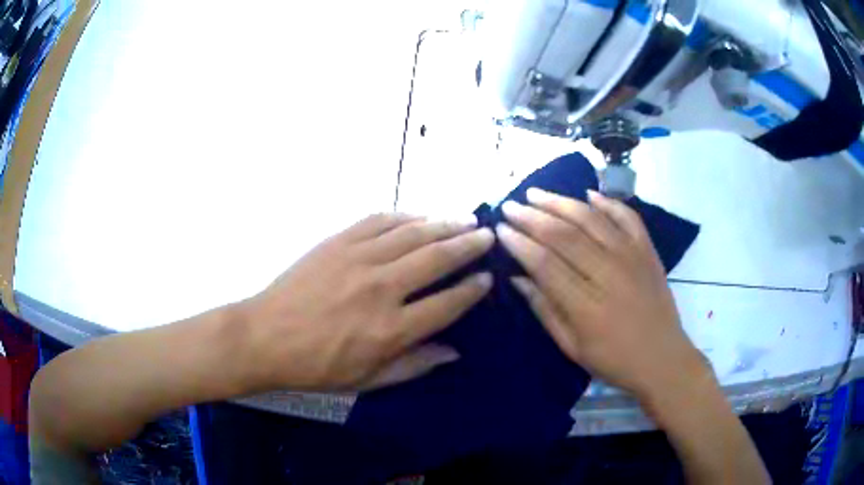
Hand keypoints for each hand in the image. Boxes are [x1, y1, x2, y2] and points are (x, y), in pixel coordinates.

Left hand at [237, 213, 493, 392]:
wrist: (265, 337)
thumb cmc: (316, 366)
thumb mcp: (367, 380)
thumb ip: (413, 365)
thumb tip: (453, 351)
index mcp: (391, 330)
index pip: (447, 303)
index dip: (472, 289)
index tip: (487, 278)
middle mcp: (382, 289)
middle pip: (437, 258)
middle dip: (468, 245)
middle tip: (487, 235)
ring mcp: (358, 259)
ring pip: (413, 233)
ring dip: (444, 223)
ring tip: (466, 218)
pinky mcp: (338, 242)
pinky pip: (379, 221)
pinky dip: (405, 215)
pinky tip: (420, 215)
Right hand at [497, 189, 708, 401]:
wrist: (662, 358)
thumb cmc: (613, 360)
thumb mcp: (572, 347)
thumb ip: (544, 309)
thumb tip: (516, 277)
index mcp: (585, 306)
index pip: (544, 263)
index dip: (519, 243)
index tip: (500, 229)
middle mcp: (608, 273)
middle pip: (564, 235)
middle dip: (532, 216)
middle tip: (510, 205)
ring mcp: (631, 257)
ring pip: (591, 219)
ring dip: (561, 202)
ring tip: (536, 193)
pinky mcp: (647, 250)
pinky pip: (628, 217)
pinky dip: (608, 202)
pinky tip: (588, 194)